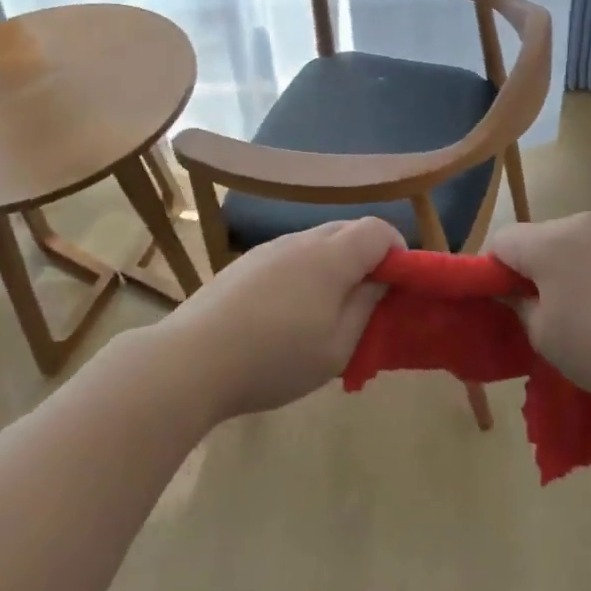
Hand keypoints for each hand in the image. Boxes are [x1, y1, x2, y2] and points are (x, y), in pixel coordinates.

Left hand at [153, 216, 403, 422]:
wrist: (192, 361)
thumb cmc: (274, 359)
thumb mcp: (336, 348)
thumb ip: (366, 308)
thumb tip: (381, 281)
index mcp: (331, 256)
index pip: (379, 229)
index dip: (398, 252)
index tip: (397, 287)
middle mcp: (301, 240)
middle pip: (349, 230)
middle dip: (369, 257)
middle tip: (367, 301)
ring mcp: (269, 248)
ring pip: (318, 242)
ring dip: (336, 265)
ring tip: (327, 311)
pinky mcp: (246, 263)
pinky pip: (291, 255)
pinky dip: (306, 271)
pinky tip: (289, 312)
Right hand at [487, 212, 590, 420]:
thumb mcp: (542, 334)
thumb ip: (516, 303)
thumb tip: (509, 290)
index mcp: (549, 240)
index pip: (501, 241)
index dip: (491, 270)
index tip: (500, 303)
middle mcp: (580, 222)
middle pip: (534, 237)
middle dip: (526, 267)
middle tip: (534, 311)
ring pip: (565, 243)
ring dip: (558, 268)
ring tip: (573, 311)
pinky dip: (586, 270)